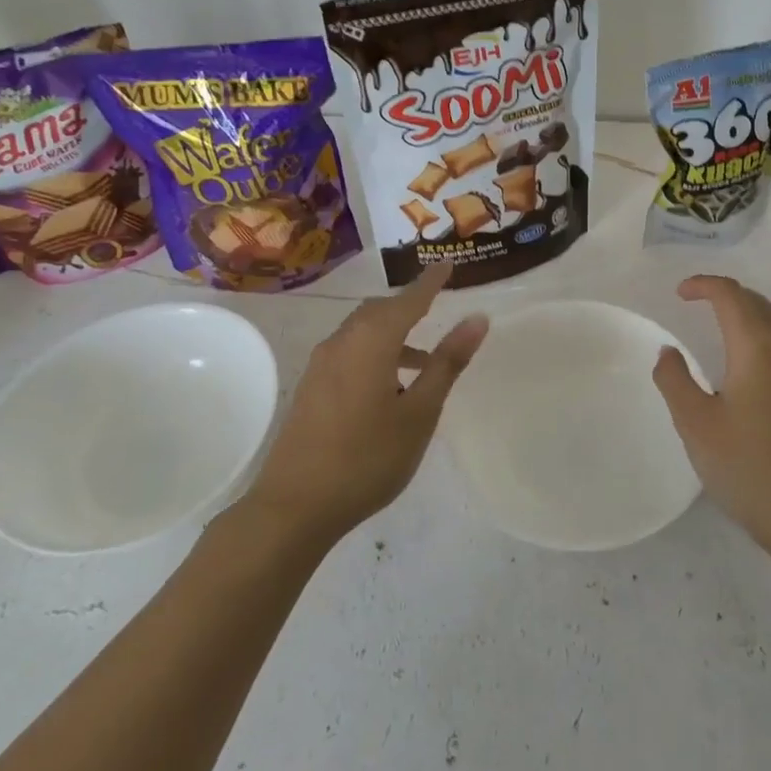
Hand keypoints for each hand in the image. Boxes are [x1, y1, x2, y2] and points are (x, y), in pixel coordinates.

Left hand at [245, 263, 487, 548]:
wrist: (294, 506)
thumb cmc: (367, 458)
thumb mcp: (419, 412)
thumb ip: (447, 363)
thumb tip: (477, 319)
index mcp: (372, 340)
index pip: (410, 299)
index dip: (431, 282)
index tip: (448, 264)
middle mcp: (343, 341)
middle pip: (382, 311)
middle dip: (410, 306)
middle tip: (438, 306)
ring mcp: (322, 364)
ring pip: (364, 332)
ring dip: (394, 335)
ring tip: (425, 360)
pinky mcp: (312, 386)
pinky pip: (350, 352)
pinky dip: (376, 352)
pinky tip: (390, 387)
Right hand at [652, 275, 770, 558]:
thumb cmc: (747, 467)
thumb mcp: (695, 424)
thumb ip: (675, 380)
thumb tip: (669, 351)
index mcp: (757, 347)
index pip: (731, 296)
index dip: (704, 285)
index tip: (680, 293)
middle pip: (758, 302)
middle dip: (727, 294)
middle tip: (697, 302)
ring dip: (751, 310)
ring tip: (724, 321)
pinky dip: (767, 331)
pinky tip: (754, 360)